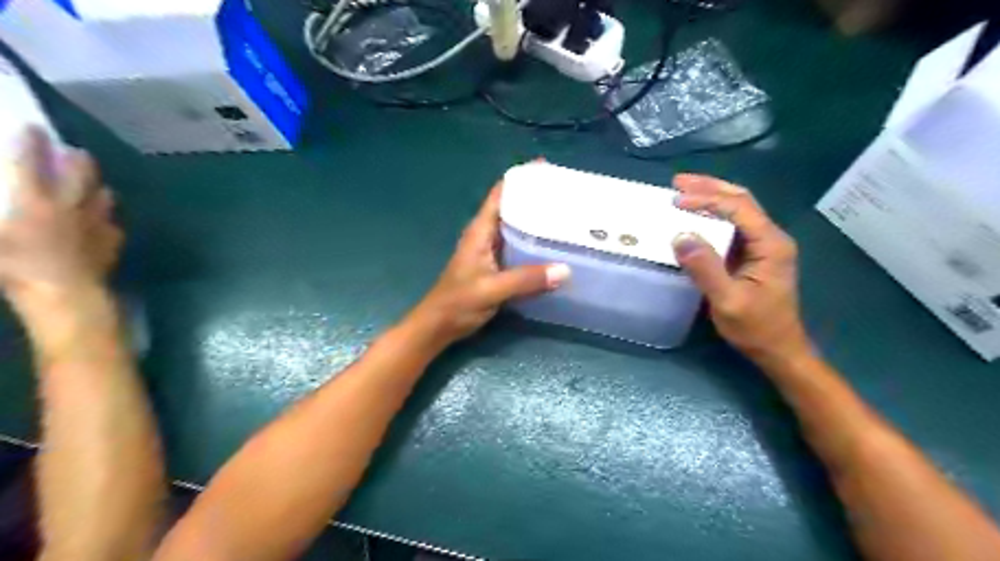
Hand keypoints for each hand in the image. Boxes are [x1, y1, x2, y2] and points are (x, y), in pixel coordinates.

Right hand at [1, 127, 122, 310]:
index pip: (30, 164)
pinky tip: (106, 220)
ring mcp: (98, 224)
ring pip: (104, 197)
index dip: (30, 143)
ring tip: (96, 184)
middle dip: (78, 161)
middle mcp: (72, 207)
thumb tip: (5, 212)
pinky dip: (108, 218)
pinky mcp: (112, 242)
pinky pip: (113, 224)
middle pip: (81, 176)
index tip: (32, 127)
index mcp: (35, 201)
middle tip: (77, 152)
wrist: (67, 293)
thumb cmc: (16, 266)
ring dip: (98, 187)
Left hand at [405, 183, 570, 348]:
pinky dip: (535, 242)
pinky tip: (554, 247)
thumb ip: (525, 280)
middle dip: (535, 198)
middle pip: (512, 206)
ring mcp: (491, 252)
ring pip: (517, 227)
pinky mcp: (497, 267)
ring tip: (567, 216)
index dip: (521, 178)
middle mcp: (486, 235)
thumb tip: (565, 270)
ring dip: (537, 220)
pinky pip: (519, 247)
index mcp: (480, 230)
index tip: (548, 169)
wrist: (438, 326)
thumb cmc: (457, 303)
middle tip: (567, 194)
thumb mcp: (491, 290)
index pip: (500, 193)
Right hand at [671, 172, 809, 363]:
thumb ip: (706, 268)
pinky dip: (712, 215)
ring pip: (738, 210)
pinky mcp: (752, 255)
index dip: (707, 200)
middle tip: (677, 182)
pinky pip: (732, 226)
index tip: (677, 200)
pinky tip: (695, 216)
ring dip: (711, 197)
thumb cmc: (756, 327)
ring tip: (683, 191)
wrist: (778, 349)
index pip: (739, 208)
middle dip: (710, 188)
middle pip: (741, 200)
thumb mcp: (728, 301)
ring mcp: (763, 246)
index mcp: (770, 244)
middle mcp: (770, 238)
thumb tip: (680, 236)